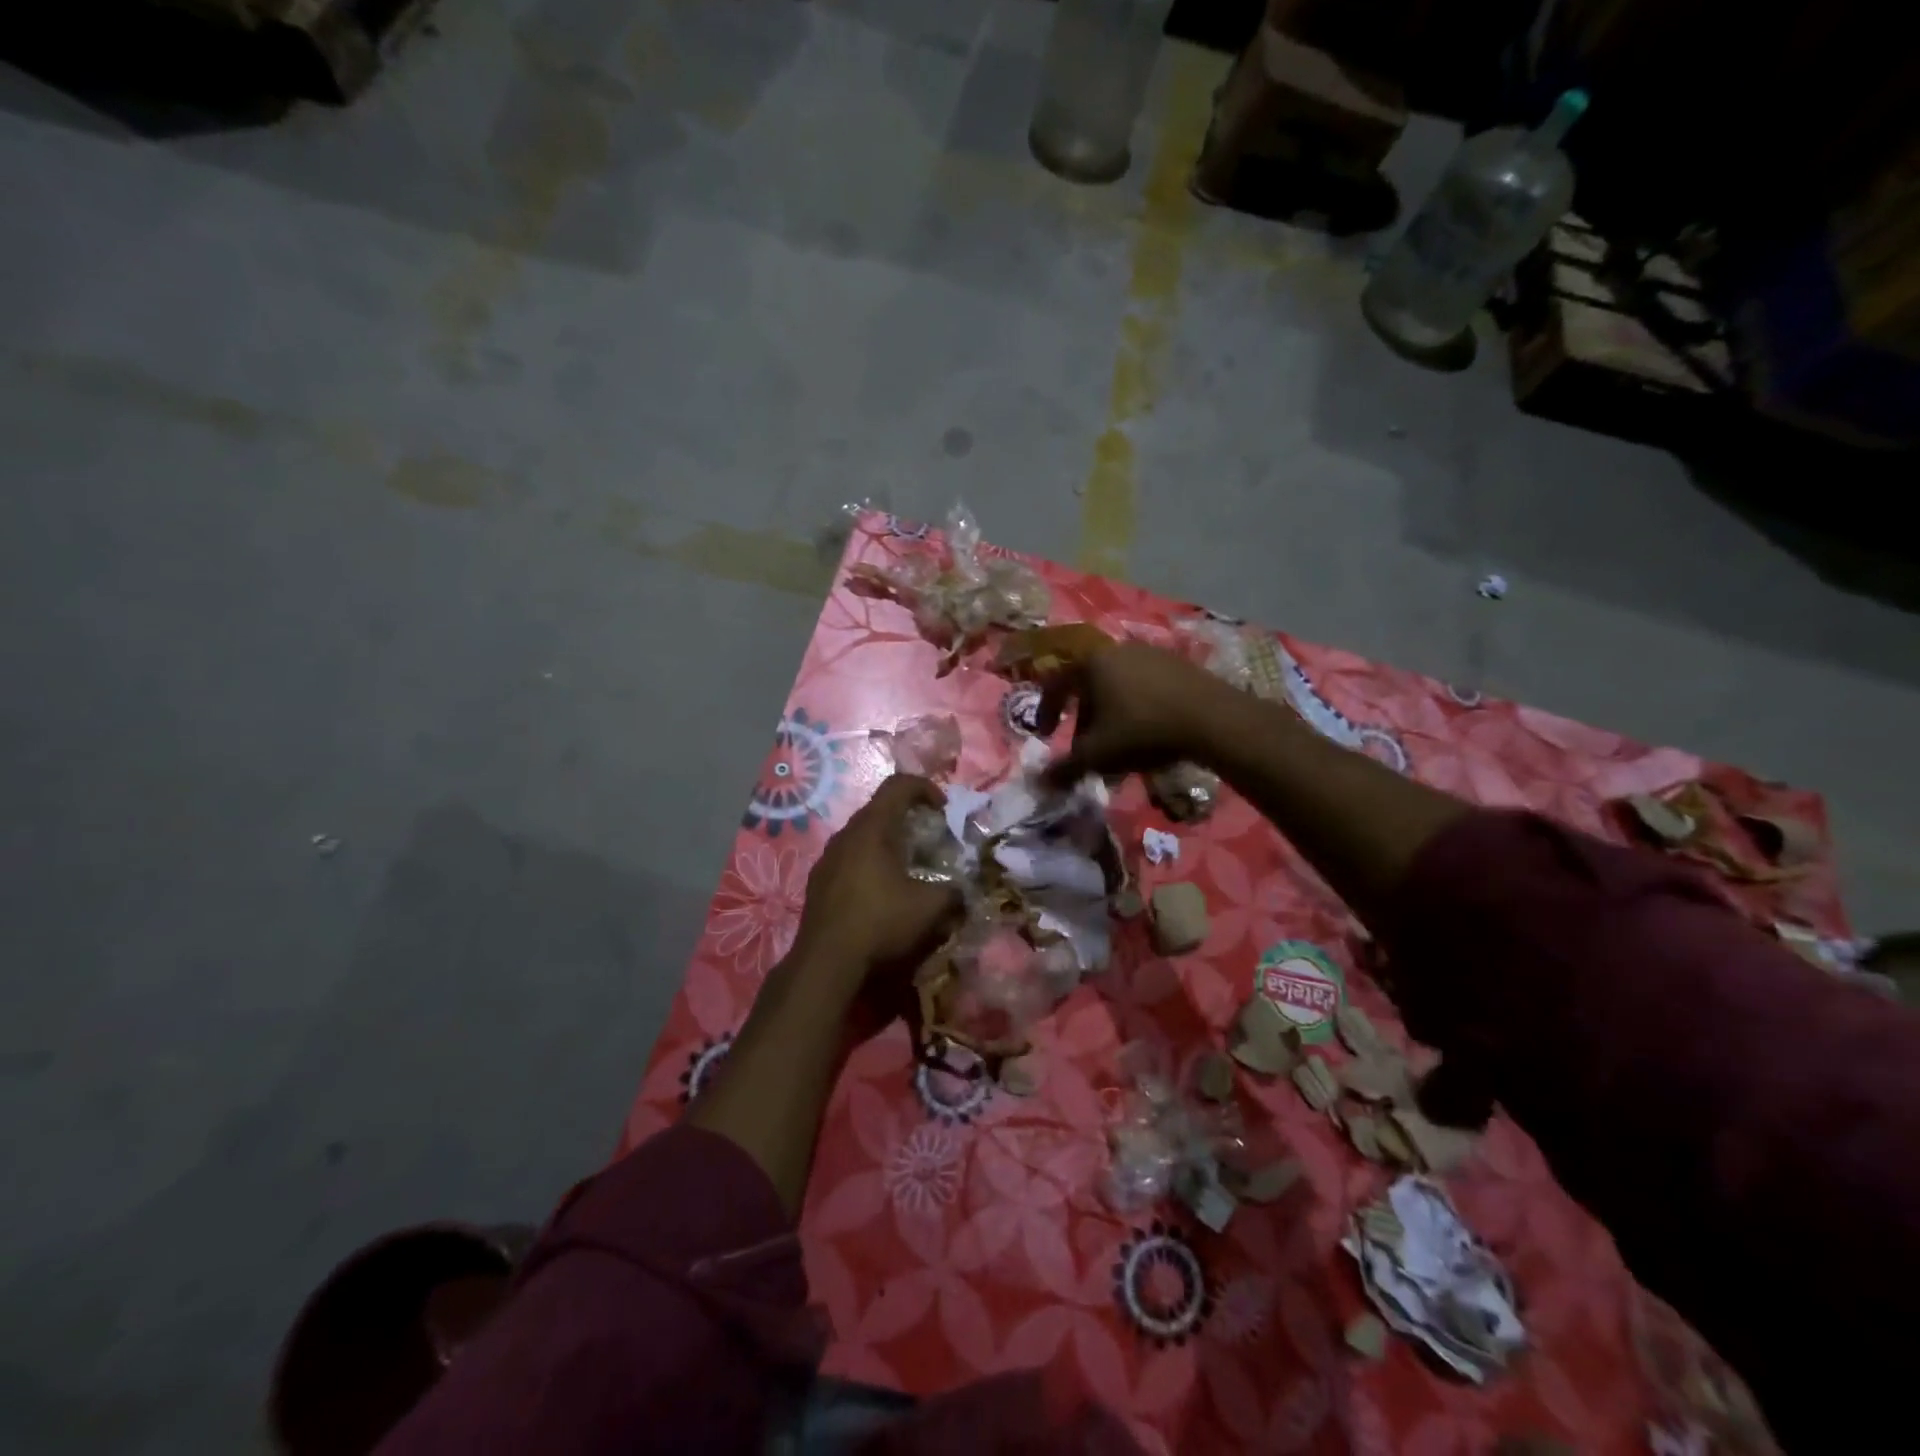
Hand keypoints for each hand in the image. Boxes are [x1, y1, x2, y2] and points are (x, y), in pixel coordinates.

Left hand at [791, 774, 962, 997]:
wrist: (825, 962)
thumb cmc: (879, 923)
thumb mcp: (929, 908)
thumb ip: (953, 893)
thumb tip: (962, 893)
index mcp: (872, 828)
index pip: (898, 785)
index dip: (925, 787)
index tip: (943, 809)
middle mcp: (845, 835)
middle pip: (879, 809)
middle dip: (908, 817)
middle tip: (929, 839)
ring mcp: (827, 858)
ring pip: (862, 836)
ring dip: (887, 842)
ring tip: (906, 867)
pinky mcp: (818, 882)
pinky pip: (848, 858)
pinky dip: (869, 863)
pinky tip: (879, 892)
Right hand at [1035, 642, 1231, 785]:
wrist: (1212, 719)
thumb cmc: (1143, 730)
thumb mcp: (1098, 754)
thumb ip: (1065, 768)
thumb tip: (1041, 782)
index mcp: (1092, 663)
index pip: (1056, 684)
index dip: (1046, 711)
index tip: (1045, 735)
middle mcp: (1118, 650)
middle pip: (1089, 686)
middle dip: (1084, 719)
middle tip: (1087, 747)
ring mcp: (1151, 653)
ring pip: (1117, 687)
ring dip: (1111, 715)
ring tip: (1119, 744)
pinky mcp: (1178, 663)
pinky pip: (1145, 686)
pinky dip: (1136, 707)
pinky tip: (1149, 731)